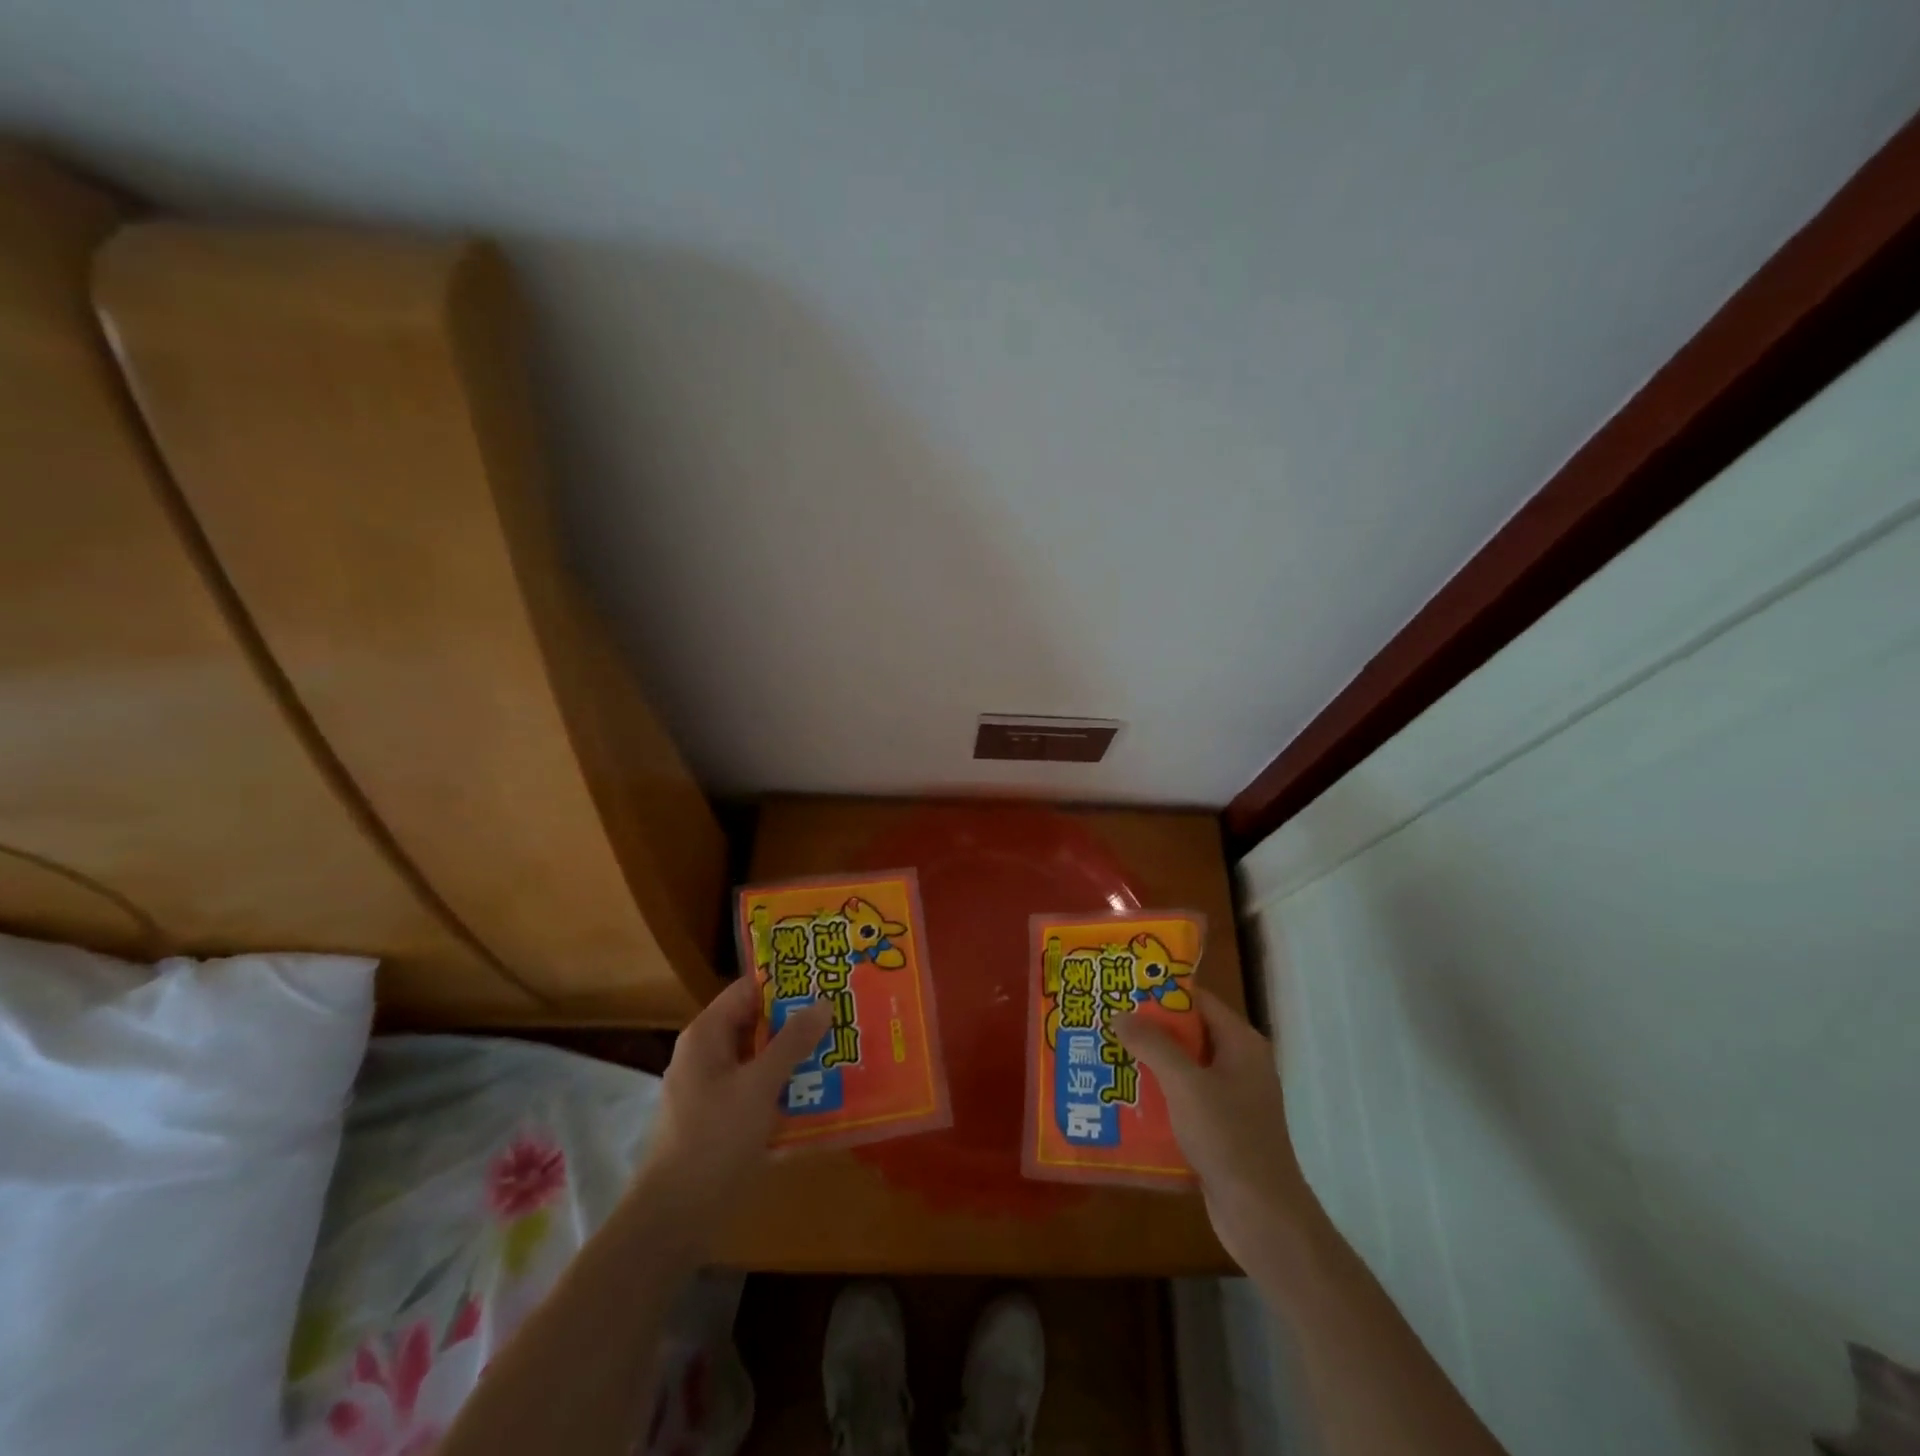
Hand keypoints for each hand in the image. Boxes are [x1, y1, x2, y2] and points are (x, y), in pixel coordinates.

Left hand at [636, 976, 832, 1236]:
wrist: (673, 1220)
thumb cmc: (713, 1140)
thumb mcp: (758, 1086)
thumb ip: (792, 1042)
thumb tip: (823, 1002)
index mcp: (707, 1035)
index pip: (748, 990)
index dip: (786, 983)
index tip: (825, 980)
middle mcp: (707, 1055)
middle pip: (757, 1024)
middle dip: (798, 1022)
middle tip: (843, 1016)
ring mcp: (714, 1089)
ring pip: (761, 1060)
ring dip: (796, 1057)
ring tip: (842, 1050)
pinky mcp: (722, 1120)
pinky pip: (759, 1091)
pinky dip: (785, 1088)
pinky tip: (821, 1094)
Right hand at [1115, 987, 1313, 1270]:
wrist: (1263, 1218)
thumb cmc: (1229, 1139)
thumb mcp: (1186, 1085)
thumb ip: (1153, 1045)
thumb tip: (1121, 1014)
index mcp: (1241, 1044)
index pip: (1198, 1001)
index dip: (1162, 993)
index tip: (1123, 988)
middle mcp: (1239, 1065)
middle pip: (1188, 1034)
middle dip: (1148, 1030)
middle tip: (1105, 1022)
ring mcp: (1231, 1100)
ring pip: (1183, 1070)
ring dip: (1149, 1065)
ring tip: (1106, 1057)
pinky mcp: (1221, 1130)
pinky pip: (1184, 1101)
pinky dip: (1158, 1098)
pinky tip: (1123, 1101)